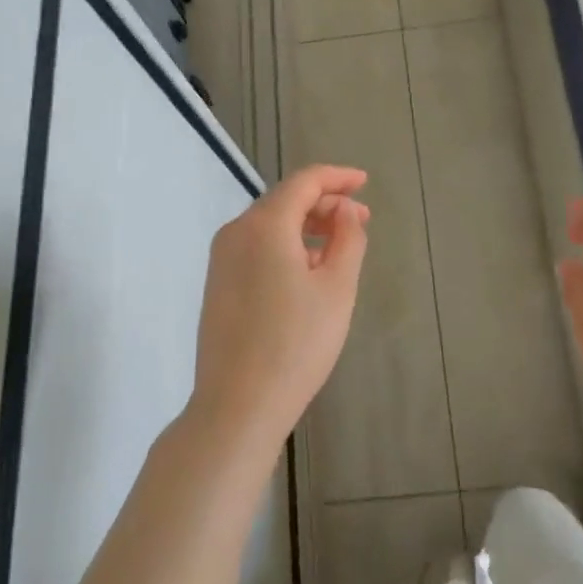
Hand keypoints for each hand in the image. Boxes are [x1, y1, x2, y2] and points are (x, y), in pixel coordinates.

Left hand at [189, 165, 370, 456]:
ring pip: (269, 224)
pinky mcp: (217, 284)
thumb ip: (348, 238)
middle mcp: (236, 232)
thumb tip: (345, 211)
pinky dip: (285, 244)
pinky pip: (256, 247)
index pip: (304, 182)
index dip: (337, 177)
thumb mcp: (336, 288)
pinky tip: (307, 269)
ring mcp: (221, 259)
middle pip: (284, 200)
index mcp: (264, 225)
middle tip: (360, 221)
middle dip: (324, 203)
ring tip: (339, 247)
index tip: (364, 182)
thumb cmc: (296, 344)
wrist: (237, 405)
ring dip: (306, 225)